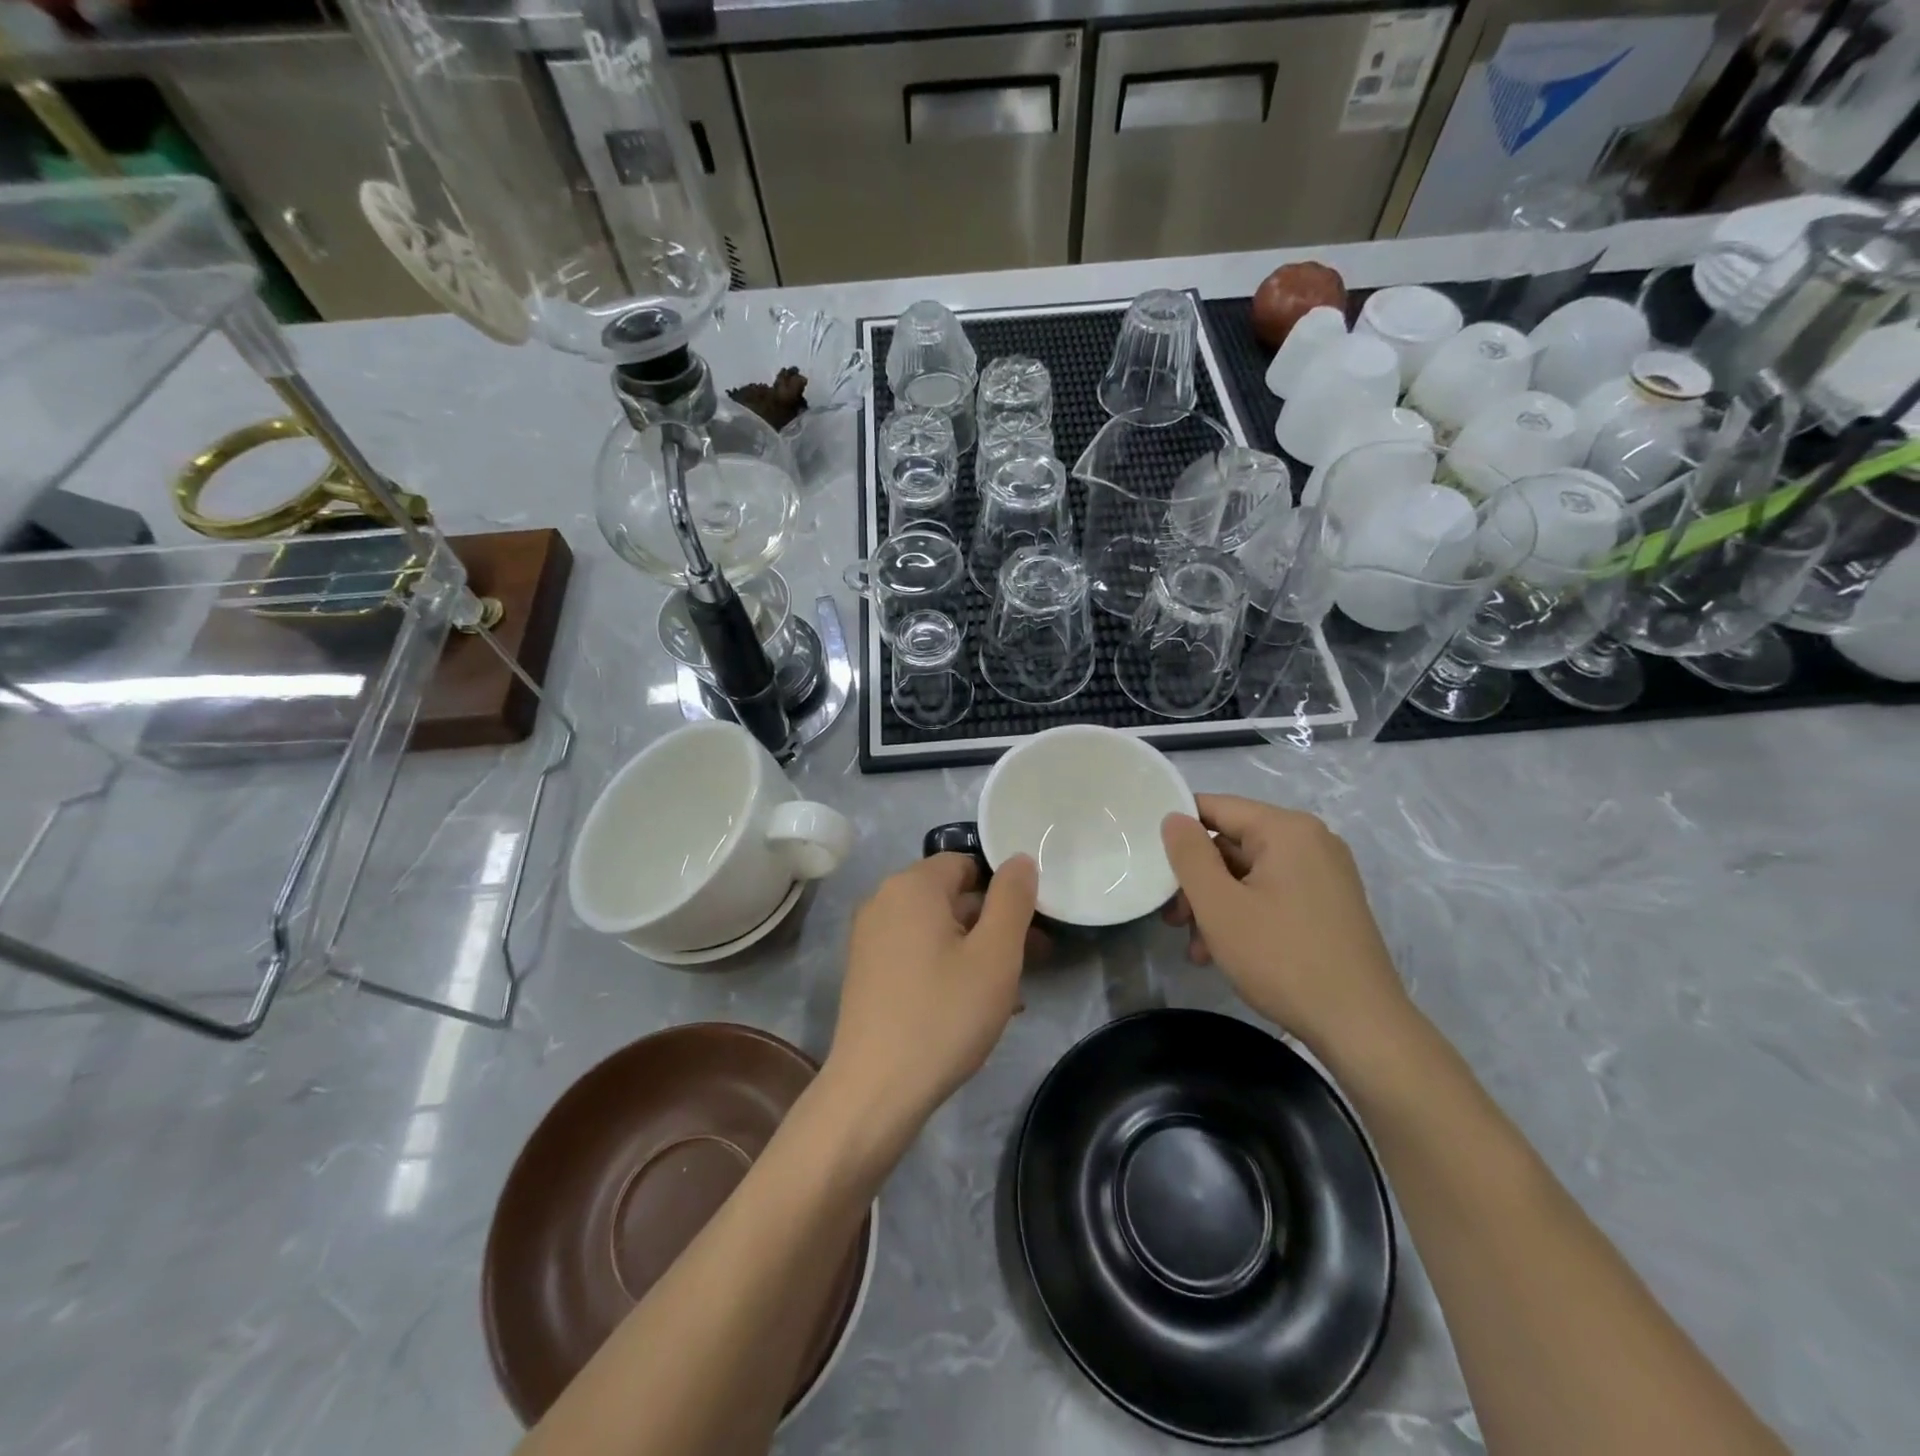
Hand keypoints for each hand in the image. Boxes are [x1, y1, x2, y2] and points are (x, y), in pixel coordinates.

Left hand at [826, 853, 1039, 1134]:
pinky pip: (917, 953)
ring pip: (937, 929)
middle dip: (995, 923)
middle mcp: (884, 901)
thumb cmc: (943, 1014)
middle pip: (952, 896)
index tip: (1031, 924)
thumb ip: (1013, 899)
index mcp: (912, 885)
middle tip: (1033, 958)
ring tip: (1011, 991)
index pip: (967, 863)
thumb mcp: (995, 954)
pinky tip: (974, 1005)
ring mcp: (870, 937)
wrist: (875, 1090)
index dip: (1003, 889)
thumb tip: (1019, 860)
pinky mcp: (867, 971)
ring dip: (976, 950)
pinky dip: (948, 967)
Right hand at [1160, 795, 1408, 1053]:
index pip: (1216, 807)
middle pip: (1232, 843)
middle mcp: (1311, 841)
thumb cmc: (1282, 959)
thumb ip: (1189, 855)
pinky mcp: (1330, 905)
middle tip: (1172, 920)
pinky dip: (1244, 914)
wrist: (1362, 1027)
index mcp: (1286, 829)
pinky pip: (1272, 893)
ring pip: (1249, 873)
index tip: (1150, 862)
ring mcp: (1325, 874)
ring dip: (1216, 904)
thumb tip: (1173, 818)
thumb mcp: (1220, 906)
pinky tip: (1223, 953)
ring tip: (1197, 947)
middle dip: (1197, 880)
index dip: (1178, 830)